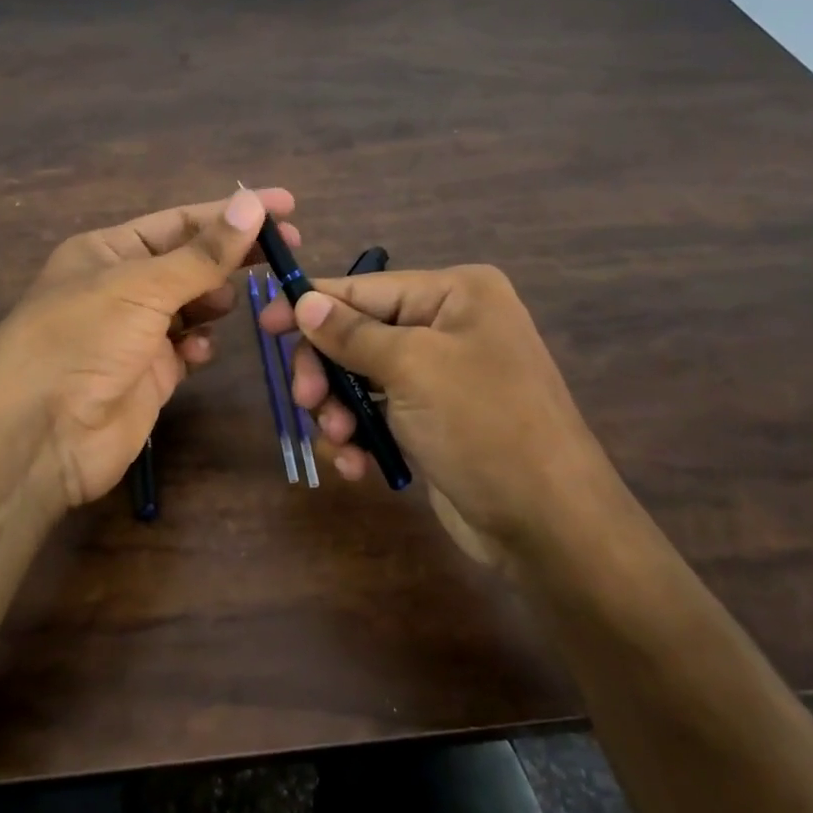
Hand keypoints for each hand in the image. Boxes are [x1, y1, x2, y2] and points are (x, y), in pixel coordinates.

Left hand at [0, 187, 298, 521]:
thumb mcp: (142, 286)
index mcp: (108, 251)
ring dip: (215, 300)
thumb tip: (252, 204)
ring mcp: (135, 333)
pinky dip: (199, 345)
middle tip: (287, 251)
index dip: (231, 212)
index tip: (284, 206)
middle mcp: (121, 286)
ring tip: (237, 301)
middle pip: (190, 261)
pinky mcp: (149, 375)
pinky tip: (200, 351)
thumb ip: (203, 253)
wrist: (41, 435)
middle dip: (233, 256)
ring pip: (192, 305)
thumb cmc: (83, 340)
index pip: (181, 221)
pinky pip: (186, 348)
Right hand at [259, 264, 619, 566]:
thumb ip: (351, 333)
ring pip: (360, 378)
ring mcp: (441, 375)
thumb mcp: (412, 369)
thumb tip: (304, 300)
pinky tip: (357, 467)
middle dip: (328, 372)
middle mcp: (449, 325)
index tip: (264, 325)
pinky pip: (378, 413)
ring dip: (340, 410)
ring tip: (341, 442)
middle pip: (357, 334)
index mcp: (455, 294)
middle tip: (308, 403)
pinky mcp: (434, 419)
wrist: (548, 524)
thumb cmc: (483, 426)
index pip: (364, 288)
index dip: (310, 305)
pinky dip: (361, 437)